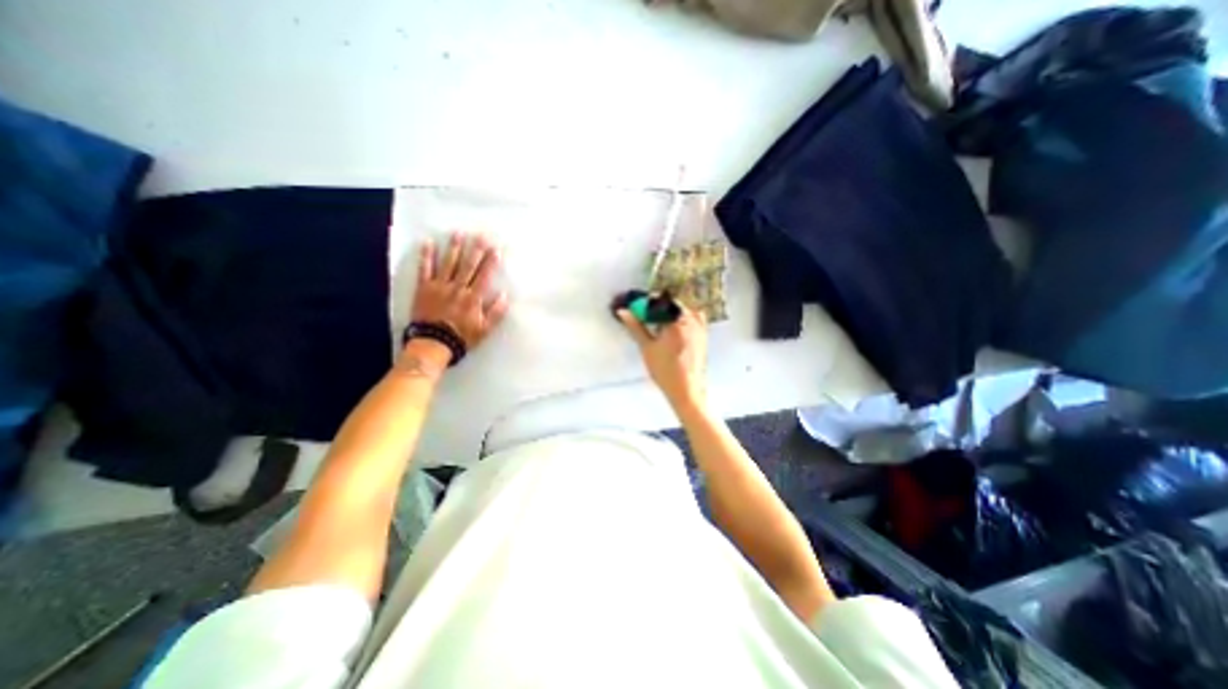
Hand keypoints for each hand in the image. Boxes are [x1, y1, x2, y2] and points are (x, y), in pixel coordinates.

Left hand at [413, 231, 509, 348]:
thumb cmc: (462, 337)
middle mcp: (458, 288)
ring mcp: (440, 286)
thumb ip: (496, 312)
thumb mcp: (485, 329)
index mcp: (473, 298)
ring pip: (449, 263)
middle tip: (481, 234)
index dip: (491, 261)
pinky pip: (425, 269)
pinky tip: (428, 242)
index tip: (497, 248)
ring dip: (454, 247)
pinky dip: (426, 255)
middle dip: (476, 249)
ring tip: (458, 233)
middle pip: (468, 265)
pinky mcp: (424, 288)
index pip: (484, 275)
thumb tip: (505, 296)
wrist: (433, 343)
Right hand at [615, 301, 709, 407]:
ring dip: (669, 311)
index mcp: (677, 320)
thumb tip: (623, 311)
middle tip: (643, 314)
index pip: (658, 302)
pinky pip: (693, 318)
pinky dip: (682, 317)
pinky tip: (674, 326)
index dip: (645, 302)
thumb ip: (635, 326)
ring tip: (656, 321)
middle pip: (671, 304)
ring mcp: (700, 327)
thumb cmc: (664, 370)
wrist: (686, 390)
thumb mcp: (647, 347)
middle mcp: (691, 319)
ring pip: (682, 310)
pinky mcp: (703, 335)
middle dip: (656, 306)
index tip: (635, 306)